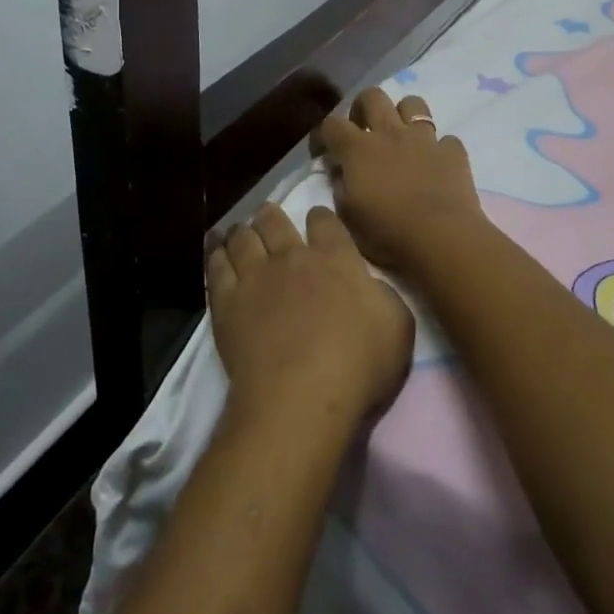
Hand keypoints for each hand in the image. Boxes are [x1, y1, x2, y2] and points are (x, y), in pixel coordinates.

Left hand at [207, 203, 413, 429]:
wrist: (301, 397)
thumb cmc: (358, 365)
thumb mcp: (397, 327)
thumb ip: (384, 296)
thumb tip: (369, 285)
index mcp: (335, 259)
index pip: (325, 221)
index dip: (320, 218)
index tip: (317, 221)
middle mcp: (292, 257)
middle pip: (275, 221)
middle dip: (271, 215)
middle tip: (269, 216)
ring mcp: (255, 276)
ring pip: (243, 237)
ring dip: (243, 231)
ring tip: (240, 231)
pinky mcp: (227, 301)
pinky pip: (217, 265)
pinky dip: (216, 254)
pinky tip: (216, 251)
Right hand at [314, 88, 485, 274]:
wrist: (442, 238)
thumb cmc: (388, 232)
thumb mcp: (348, 216)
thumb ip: (339, 186)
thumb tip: (339, 171)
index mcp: (358, 149)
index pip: (331, 124)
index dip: (323, 134)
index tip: (323, 151)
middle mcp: (390, 133)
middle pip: (372, 96)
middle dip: (363, 107)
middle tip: (362, 130)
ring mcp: (424, 139)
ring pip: (413, 103)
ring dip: (404, 115)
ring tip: (401, 137)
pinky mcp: (452, 151)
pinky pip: (445, 139)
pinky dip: (439, 149)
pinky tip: (435, 165)